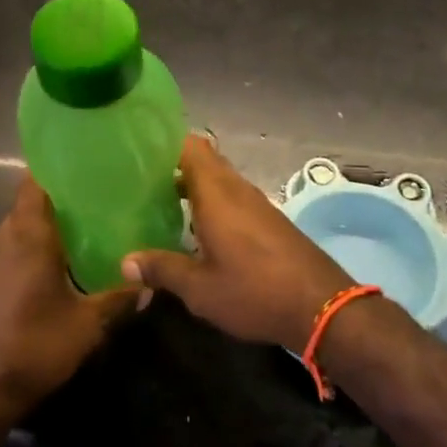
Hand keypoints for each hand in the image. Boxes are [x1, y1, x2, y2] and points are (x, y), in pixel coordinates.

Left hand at [0, 177, 139, 418]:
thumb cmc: (33, 347)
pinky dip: (26, 251)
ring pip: (14, 231)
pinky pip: (6, 253)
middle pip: (26, 206)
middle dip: (55, 201)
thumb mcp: (86, 326)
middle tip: (92, 202)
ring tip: (76, 233)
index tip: (81, 166)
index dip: (54, 171)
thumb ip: (118, 300)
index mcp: (27, 237)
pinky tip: (50, 270)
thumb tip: (149, 284)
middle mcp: (1, 240)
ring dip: (40, 228)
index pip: (33, 184)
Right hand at [121, 136, 352, 351]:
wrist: (321, 305)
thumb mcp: (200, 288)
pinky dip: (211, 201)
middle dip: (174, 164)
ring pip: (219, 179)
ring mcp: (256, 203)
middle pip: (204, 160)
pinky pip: (232, 197)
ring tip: (160, 200)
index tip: (139, 149)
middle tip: (140, 178)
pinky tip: (196, 227)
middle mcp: (236, 189)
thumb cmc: (254, 291)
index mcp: (216, 193)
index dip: (165, 141)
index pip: (190, 146)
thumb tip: (125, 261)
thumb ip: (162, 269)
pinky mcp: (269, 220)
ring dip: (193, 185)